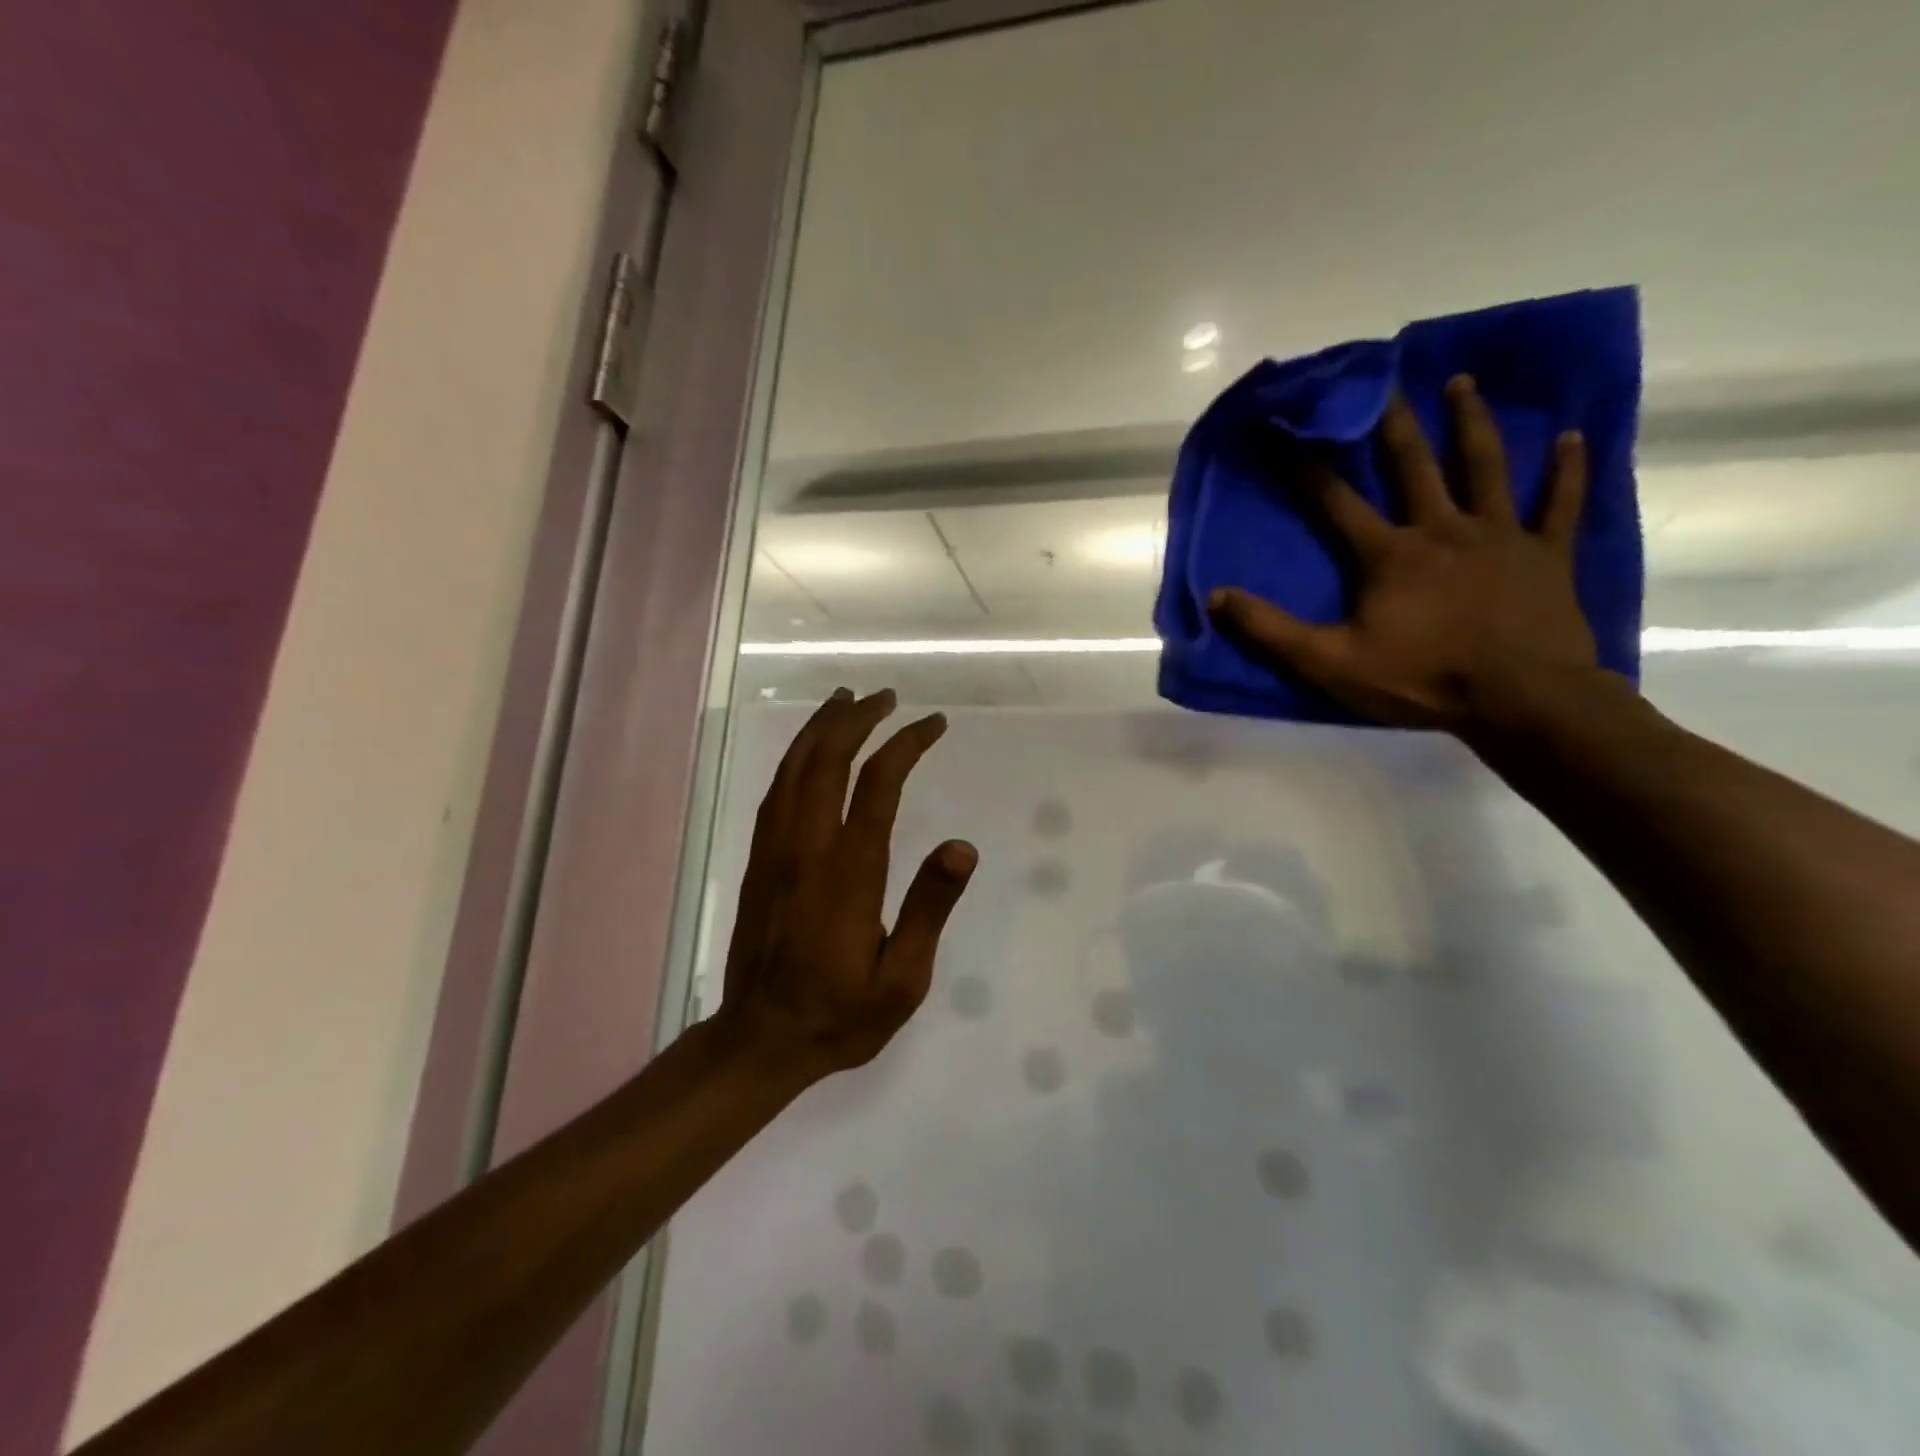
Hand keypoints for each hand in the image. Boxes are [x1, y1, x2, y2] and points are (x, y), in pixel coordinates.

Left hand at [716, 687, 976, 1082]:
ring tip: (845, 699)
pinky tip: (809, 751)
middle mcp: (806, 850)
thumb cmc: (840, 1014)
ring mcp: (775, 852)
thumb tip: (961, 846)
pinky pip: (775, 793)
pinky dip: (795, 759)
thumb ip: (929, 909)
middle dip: (858, 719)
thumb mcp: (903, 980)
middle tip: (886, 695)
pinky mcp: (758, 862)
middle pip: (828, 762)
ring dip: (821, 728)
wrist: (760, 1040)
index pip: (878, 786)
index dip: (906, 745)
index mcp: (848, 874)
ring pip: (794, 770)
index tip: (933, 724)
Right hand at [1208, 375, 1598, 732]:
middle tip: (1383, 383)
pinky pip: (1560, 503)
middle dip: (1393, 424)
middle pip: (1414, 466)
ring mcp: (1500, 536)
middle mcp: (1442, 529)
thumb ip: (1270, 630)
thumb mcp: (1329, 662)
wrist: (1521, 700)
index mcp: (1389, 554)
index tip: (1289, 433)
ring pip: (1486, 466)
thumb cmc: (1421, 680)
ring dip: (1471, 423)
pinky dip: (1568, 469)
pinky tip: (1574, 437)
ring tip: (1462, 383)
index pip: (1337, 502)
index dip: (1308, 469)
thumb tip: (1217, 596)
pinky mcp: (1548, 553)